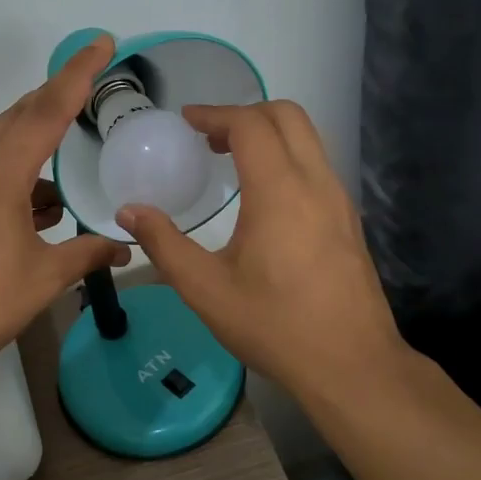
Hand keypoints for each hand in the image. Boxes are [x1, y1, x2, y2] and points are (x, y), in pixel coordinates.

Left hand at [0, 36, 130, 383]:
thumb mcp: (43, 278)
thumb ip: (87, 254)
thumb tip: (126, 247)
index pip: (46, 110)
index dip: (77, 74)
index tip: (100, 42)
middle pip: (17, 116)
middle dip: (54, 100)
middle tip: (89, 89)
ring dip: (32, 143)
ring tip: (64, 160)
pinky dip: (11, 173)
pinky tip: (33, 203)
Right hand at [115, 101, 402, 405]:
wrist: (352, 365)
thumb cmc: (274, 325)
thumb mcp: (205, 289)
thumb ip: (164, 244)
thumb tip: (129, 212)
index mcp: (279, 191)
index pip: (250, 125)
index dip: (215, 114)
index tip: (186, 121)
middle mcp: (315, 183)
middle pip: (288, 116)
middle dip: (245, 114)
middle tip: (207, 138)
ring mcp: (339, 200)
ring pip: (308, 138)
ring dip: (268, 134)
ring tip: (230, 160)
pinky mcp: (349, 220)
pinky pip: (317, 165)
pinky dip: (286, 157)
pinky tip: (262, 196)